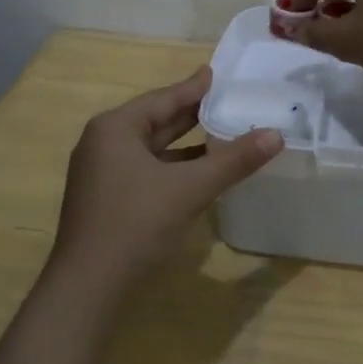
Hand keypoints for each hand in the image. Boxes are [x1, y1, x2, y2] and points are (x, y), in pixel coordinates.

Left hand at [50, 67, 281, 290]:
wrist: (86, 289)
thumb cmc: (136, 224)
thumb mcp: (190, 188)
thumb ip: (233, 161)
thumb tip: (276, 135)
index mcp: (115, 128)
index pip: (164, 98)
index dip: (194, 88)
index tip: (217, 74)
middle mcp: (103, 143)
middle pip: (156, 121)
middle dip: (192, 114)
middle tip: (226, 100)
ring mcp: (101, 173)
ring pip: (152, 148)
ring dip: (185, 144)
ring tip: (221, 132)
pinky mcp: (106, 199)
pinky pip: (146, 170)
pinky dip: (172, 167)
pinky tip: (199, 172)